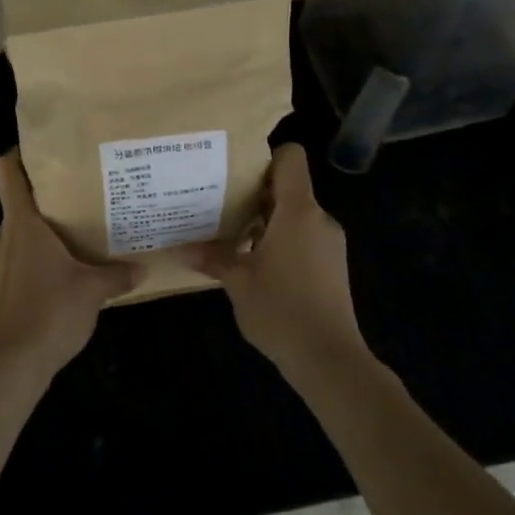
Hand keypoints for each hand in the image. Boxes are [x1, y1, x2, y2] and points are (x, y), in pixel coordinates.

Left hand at [0, 151, 133, 387]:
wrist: (11, 364)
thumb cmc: (50, 312)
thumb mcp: (92, 291)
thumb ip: (117, 275)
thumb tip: (142, 267)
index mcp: (22, 224)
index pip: (7, 172)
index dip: (19, 155)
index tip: (44, 151)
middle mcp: (4, 237)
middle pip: (18, 203)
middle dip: (47, 199)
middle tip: (82, 197)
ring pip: (19, 235)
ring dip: (44, 233)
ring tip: (77, 237)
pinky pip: (17, 261)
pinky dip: (37, 260)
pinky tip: (63, 275)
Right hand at [187, 144, 366, 374]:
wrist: (328, 358)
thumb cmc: (280, 310)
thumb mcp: (237, 282)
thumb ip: (212, 258)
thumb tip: (181, 248)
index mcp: (298, 212)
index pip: (291, 158)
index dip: (265, 156)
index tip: (234, 171)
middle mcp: (319, 219)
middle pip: (289, 187)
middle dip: (255, 193)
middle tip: (218, 203)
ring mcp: (329, 243)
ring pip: (295, 215)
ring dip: (265, 221)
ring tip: (231, 235)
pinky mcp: (332, 265)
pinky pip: (303, 237)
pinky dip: (280, 241)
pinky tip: (254, 263)